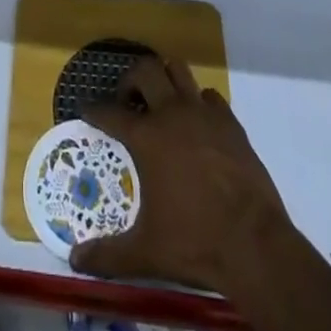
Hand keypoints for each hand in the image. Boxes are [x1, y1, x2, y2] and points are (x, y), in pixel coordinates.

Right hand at [72, 56, 292, 292]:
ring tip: (160, 102)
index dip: (94, 110)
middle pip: (145, 70)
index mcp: (147, 137)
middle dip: (130, 80)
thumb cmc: (195, 243)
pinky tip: (197, 124)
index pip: (110, 113)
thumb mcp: (146, 253)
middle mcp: (172, 113)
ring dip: (165, 79)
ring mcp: (203, 113)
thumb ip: (108, 255)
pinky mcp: (230, 122)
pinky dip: (198, 103)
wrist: (255, 244)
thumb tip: (75, 260)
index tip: (86, 109)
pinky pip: (209, 96)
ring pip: (178, 70)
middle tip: (127, 102)